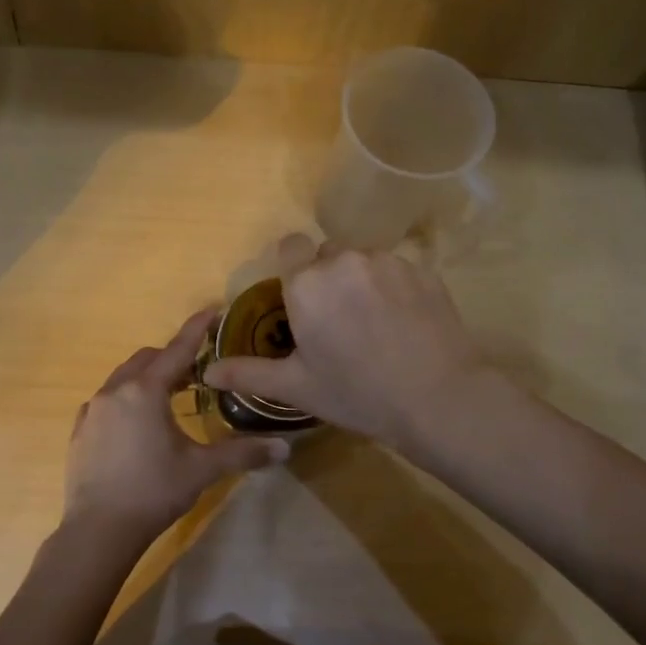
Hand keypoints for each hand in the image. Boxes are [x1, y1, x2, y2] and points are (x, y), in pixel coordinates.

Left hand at [65, 308, 290, 548]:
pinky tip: (136, 423)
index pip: (177, 350)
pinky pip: (106, 400)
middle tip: (196, 373)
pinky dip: (125, 399)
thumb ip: (242, 453)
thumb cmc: (154, 491)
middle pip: (147, 359)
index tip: (213, 309)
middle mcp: (116, 391)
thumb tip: (284, 447)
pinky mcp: (80, 430)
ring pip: (123, 378)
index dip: (197, 329)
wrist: (98, 531)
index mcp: (146, 391)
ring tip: (168, 397)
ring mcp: (92, 410)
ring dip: (147, 377)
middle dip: (172, 358)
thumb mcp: (202, 470)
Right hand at [200, 236, 493, 450]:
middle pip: (328, 255)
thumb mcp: (297, 387)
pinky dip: (394, 288)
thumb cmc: (357, 393)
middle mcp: (343, 260)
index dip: (294, 267)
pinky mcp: (422, 270)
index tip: (301, 299)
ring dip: (361, 282)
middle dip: (328, 279)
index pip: (291, 247)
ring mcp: (387, 262)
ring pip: (363, 261)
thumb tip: (207, 372)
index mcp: (306, 283)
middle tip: (338, 322)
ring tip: (375, 325)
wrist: (437, 398)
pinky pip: (397, 269)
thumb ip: (249, 373)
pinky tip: (404, 323)